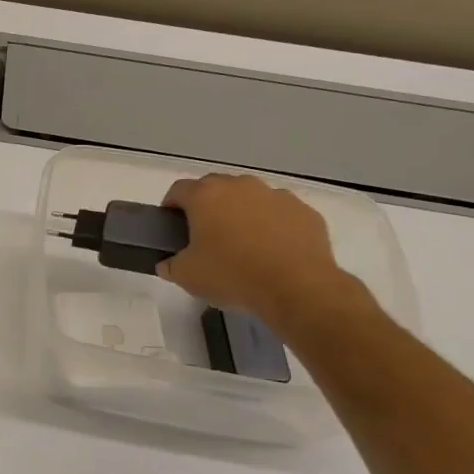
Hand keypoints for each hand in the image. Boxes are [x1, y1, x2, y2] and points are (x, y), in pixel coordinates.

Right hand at [157, 174, 360, 330]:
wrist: (297, 287)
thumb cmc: (232, 274)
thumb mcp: (186, 276)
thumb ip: (170, 264)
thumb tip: (168, 263)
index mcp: (205, 196)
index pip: (178, 190)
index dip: (171, 206)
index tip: (172, 226)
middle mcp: (240, 186)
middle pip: (215, 188)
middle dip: (207, 206)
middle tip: (205, 235)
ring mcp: (276, 196)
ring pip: (250, 197)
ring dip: (241, 212)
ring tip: (243, 244)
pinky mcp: (305, 212)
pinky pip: (280, 213)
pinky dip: (272, 225)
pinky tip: (273, 251)